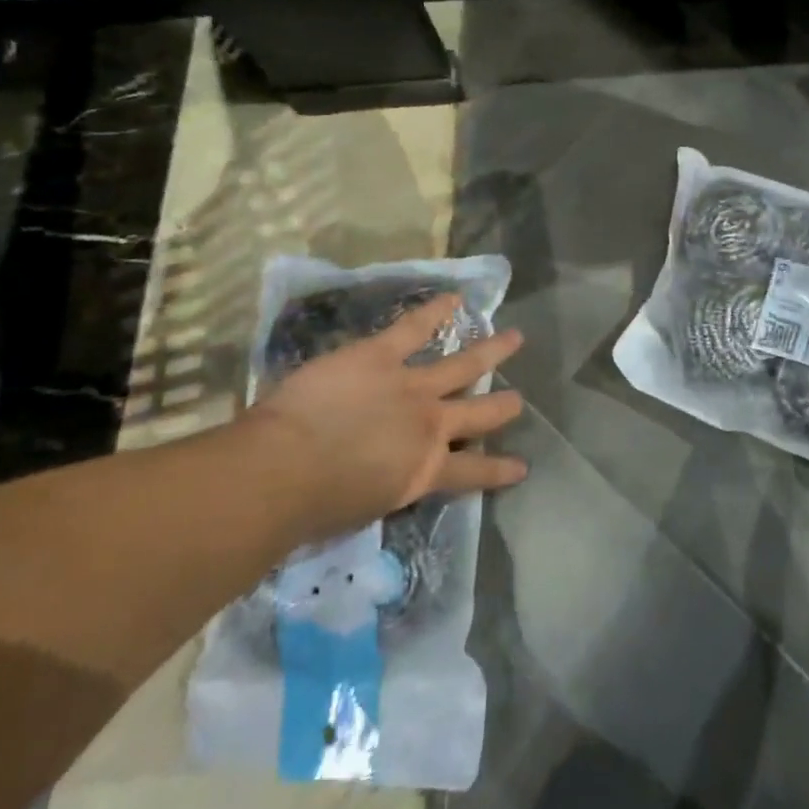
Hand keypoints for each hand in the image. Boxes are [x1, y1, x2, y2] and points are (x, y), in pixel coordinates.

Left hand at [247, 293, 527, 537]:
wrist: (286, 469)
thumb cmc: (314, 507)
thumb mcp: (366, 509)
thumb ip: (385, 487)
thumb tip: (383, 477)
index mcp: (424, 472)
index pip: (473, 472)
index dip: (500, 469)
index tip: (523, 467)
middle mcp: (430, 426)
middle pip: (478, 413)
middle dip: (502, 407)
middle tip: (519, 401)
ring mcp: (411, 385)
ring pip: (463, 365)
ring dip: (491, 351)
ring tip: (514, 339)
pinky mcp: (381, 355)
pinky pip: (414, 328)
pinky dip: (436, 311)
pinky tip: (456, 299)